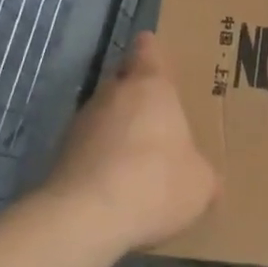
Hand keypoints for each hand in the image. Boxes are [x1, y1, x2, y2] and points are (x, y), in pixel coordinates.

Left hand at [38, 32, 217, 254]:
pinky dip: (100, 158)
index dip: (153, 51)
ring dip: (117, 129)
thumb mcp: (200, 184)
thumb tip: (208, 181)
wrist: (86, 217)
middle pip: (124, 80)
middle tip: (159, 117)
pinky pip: (88, 146)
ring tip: (137, 158)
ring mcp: (81, 122)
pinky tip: (115, 184)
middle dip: (138, 95)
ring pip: (104, 114)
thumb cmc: (156, 182)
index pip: (148, 49)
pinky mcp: (60, 153)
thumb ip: (203, 173)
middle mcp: (113, 93)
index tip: (159, 57)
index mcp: (151, 86)